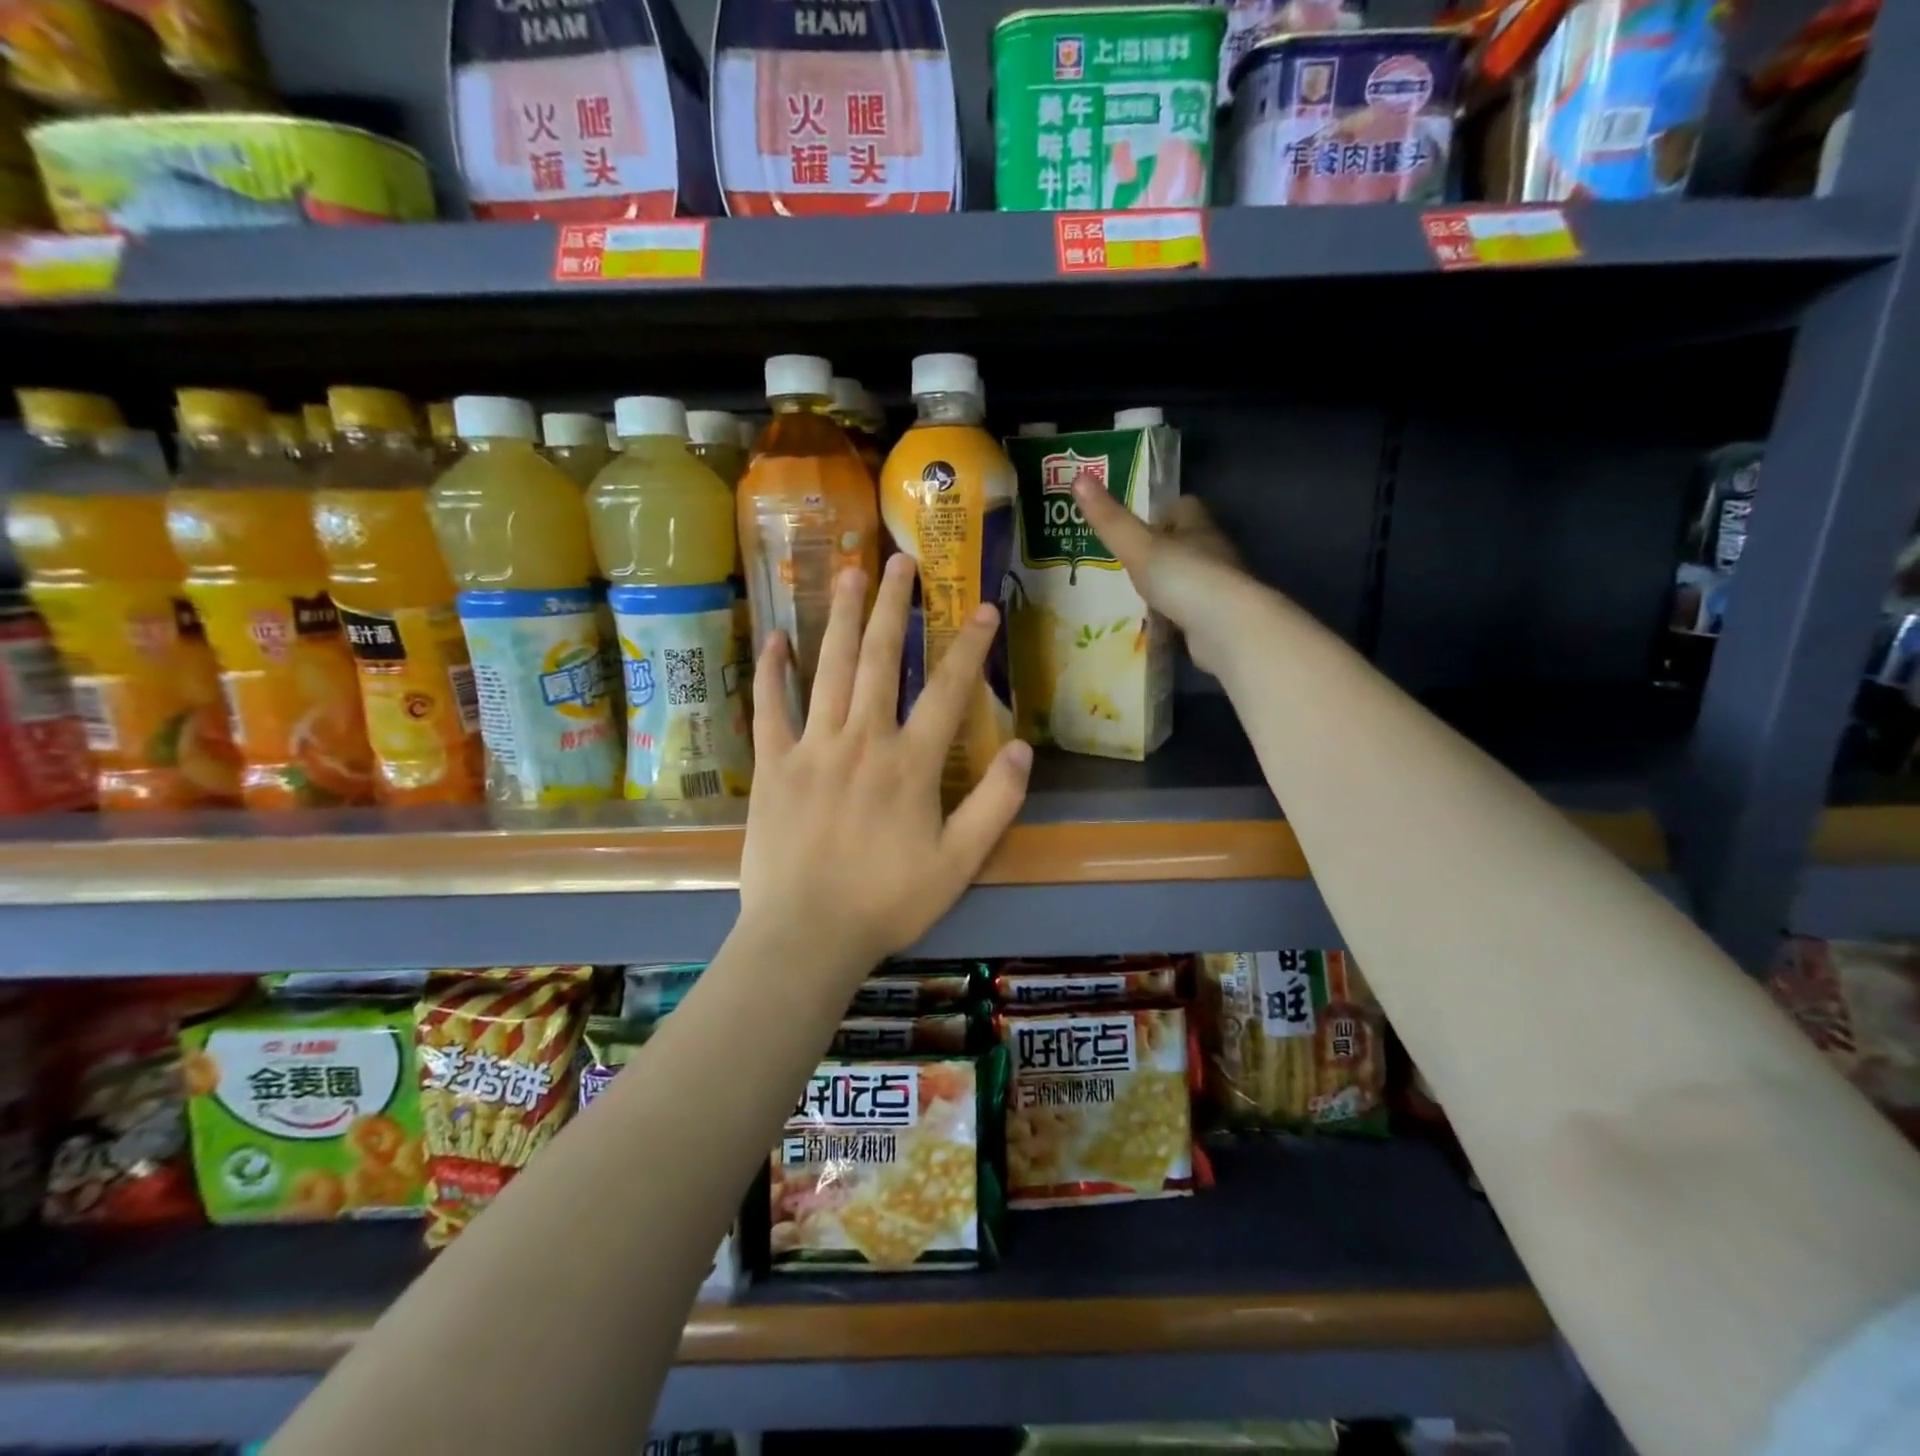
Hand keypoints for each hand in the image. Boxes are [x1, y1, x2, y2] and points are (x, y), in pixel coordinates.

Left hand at [738, 552, 1032, 972]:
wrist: (805, 935)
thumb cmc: (887, 902)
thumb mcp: (959, 863)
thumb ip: (995, 804)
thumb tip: (1023, 748)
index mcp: (910, 763)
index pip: (948, 690)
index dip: (969, 646)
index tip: (983, 607)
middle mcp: (861, 740)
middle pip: (880, 659)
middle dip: (893, 606)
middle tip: (900, 559)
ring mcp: (811, 748)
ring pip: (829, 668)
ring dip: (840, 618)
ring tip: (848, 572)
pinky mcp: (773, 765)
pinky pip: (770, 708)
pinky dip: (772, 671)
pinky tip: (775, 637)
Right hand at [1071, 478, 1255, 677]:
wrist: (1227, 630)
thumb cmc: (1184, 577)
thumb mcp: (1138, 546)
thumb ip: (1110, 519)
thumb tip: (1078, 477)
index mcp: (1199, 526)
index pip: (1183, 506)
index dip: (1161, 510)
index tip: (1135, 521)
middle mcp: (1213, 552)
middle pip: (1186, 542)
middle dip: (1160, 549)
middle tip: (1125, 560)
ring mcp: (1218, 589)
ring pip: (1187, 578)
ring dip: (1166, 584)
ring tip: (1132, 594)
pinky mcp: (1217, 621)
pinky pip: (1189, 611)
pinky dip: (1172, 615)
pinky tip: (1152, 624)